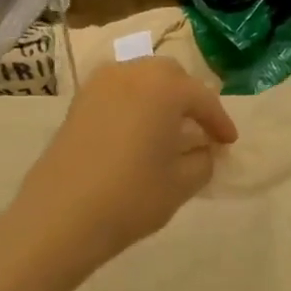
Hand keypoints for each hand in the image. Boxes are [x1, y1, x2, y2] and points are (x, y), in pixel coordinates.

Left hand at [12, 58, 237, 274]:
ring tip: (170, 127)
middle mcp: (133, 73)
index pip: (203, 99)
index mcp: (165, 87)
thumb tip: (203, 150)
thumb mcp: (182, 183)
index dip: (220, 122)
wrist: (60, 216)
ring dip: (161, 97)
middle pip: (171, 76)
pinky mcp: (78, 102)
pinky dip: (135, 103)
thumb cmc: (131, 196)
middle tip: (201, 129)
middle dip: (190, 99)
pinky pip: (118, 91)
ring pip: (142, 79)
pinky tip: (139, 130)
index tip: (229, 143)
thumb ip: (203, 160)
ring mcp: (100, 85)